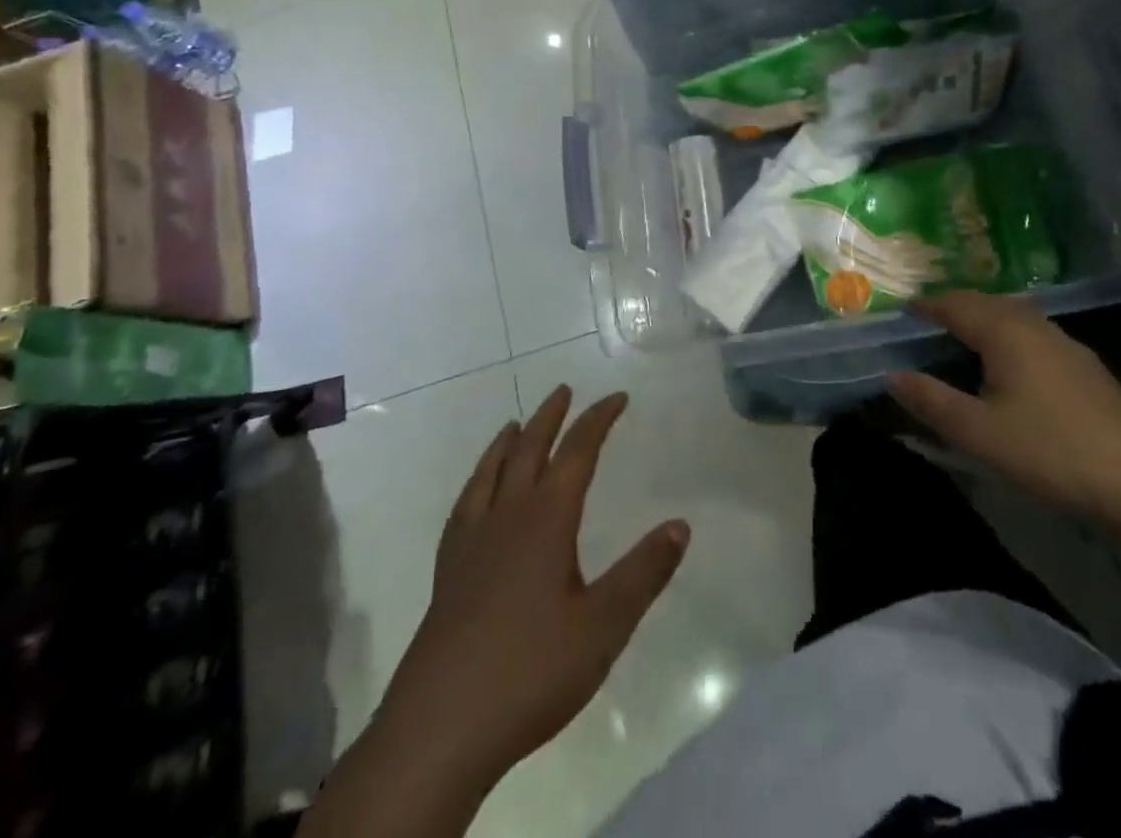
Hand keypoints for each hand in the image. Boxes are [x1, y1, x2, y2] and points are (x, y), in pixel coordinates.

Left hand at [375, 386, 690, 792]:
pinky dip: (476, 484)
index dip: (598, 419)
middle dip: (550, 417)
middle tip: (563, 390)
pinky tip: (476, 497)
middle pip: (528, 450)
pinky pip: (463, 508)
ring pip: (489, 474)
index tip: (618, 398)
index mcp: (546, 519)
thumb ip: (644, 572)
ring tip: (515, 425)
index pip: (577, 452)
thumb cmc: (531, 670)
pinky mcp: (446, 574)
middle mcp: (506, 517)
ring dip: (507, 443)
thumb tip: (680, 524)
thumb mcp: (604, 625)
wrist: (439, 730)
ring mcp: (470, 544)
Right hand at [888, 291, 1120, 519]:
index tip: (904, 308)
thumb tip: (892, 375)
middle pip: (986, 302)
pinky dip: (1009, 332)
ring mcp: (1065, 343)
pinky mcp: (1085, 365)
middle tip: (929, 318)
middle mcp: (1034, 326)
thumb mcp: (978, 433)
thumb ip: (931, 401)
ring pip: (1014, 314)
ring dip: (984, 316)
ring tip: (965, 333)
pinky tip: (1012, 360)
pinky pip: (1034, 331)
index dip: (927, 305)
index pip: (956, 305)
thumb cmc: (1049, 451)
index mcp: (1004, 332)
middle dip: (955, 305)